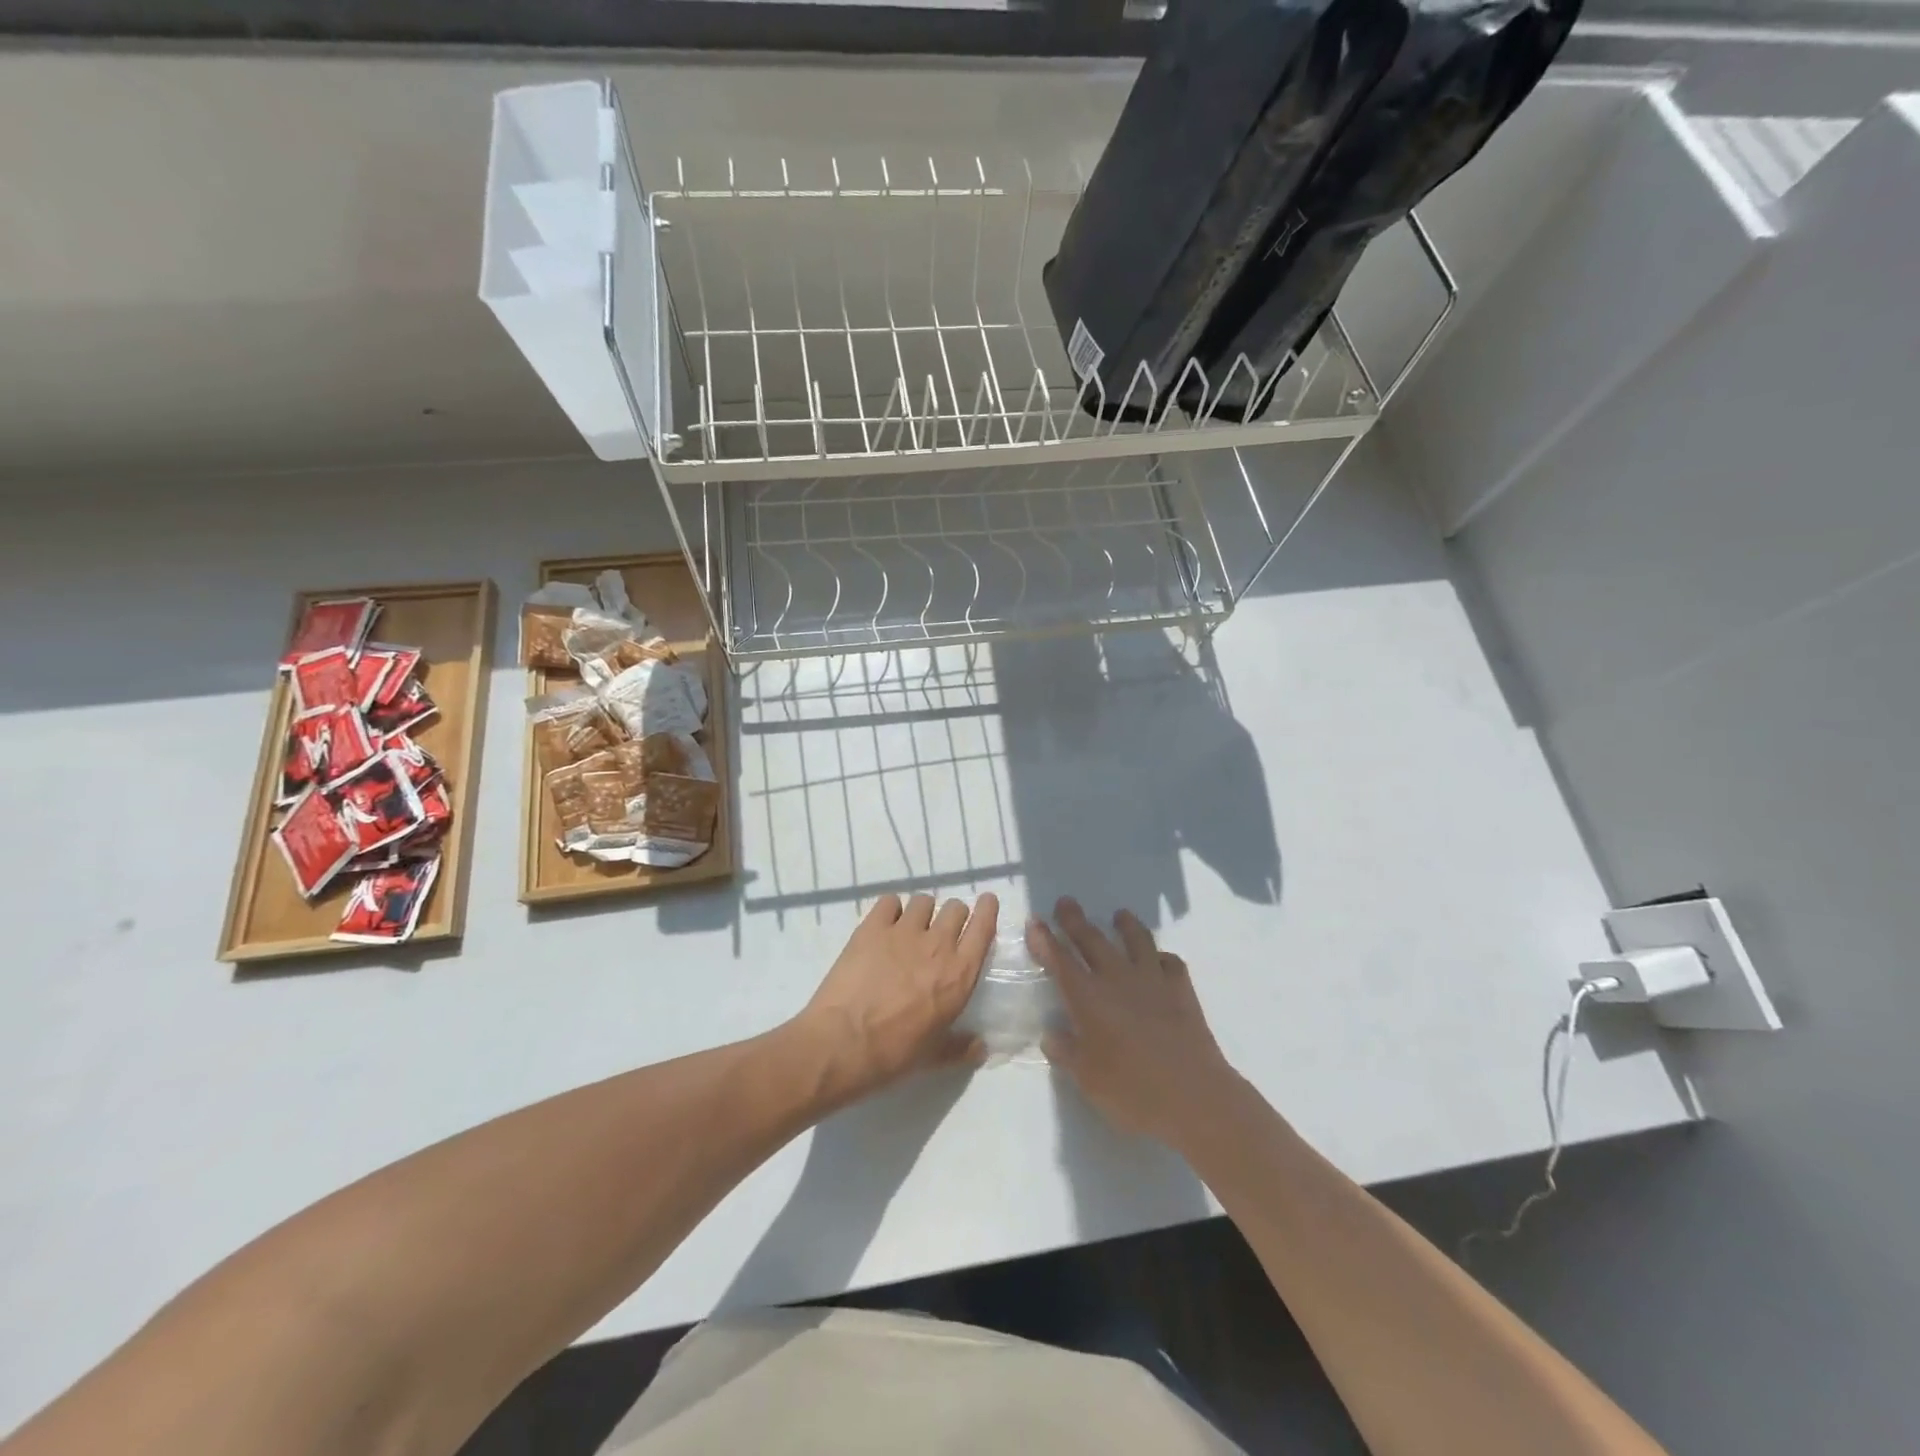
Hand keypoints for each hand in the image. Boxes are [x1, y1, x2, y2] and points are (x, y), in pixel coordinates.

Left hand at [796, 892, 997, 1101]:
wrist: (843, 1042)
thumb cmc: (894, 1053)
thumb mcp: (934, 1057)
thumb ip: (960, 1047)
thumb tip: (981, 1047)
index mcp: (960, 975)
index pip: (983, 928)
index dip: (987, 910)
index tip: (987, 902)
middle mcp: (938, 945)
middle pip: (955, 908)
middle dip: (952, 916)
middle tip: (940, 932)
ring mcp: (904, 931)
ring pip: (923, 901)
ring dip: (922, 912)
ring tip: (910, 929)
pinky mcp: (872, 927)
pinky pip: (889, 902)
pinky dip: (890, 910)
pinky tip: (884, 925)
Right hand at [1030, 897, 1236, 1144]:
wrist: (1194, 1096)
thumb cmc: (1132, 1091)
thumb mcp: (1087, 1079)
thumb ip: (1066, 1052)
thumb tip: (1052, 1034)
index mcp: (1088, 998)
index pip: (1060, 960)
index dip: (1045, 939)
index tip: (1035, 921)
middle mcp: (1117, 979)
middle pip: (1092, 940)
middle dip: (1075, 920)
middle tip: (1066, 903)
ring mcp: (1153, 980)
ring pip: (1136, 940)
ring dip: (1125, 925)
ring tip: (1119, 915)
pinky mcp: (1182, 990)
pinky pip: (1170, 963)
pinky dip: (1161, 957)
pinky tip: (1158, 960)